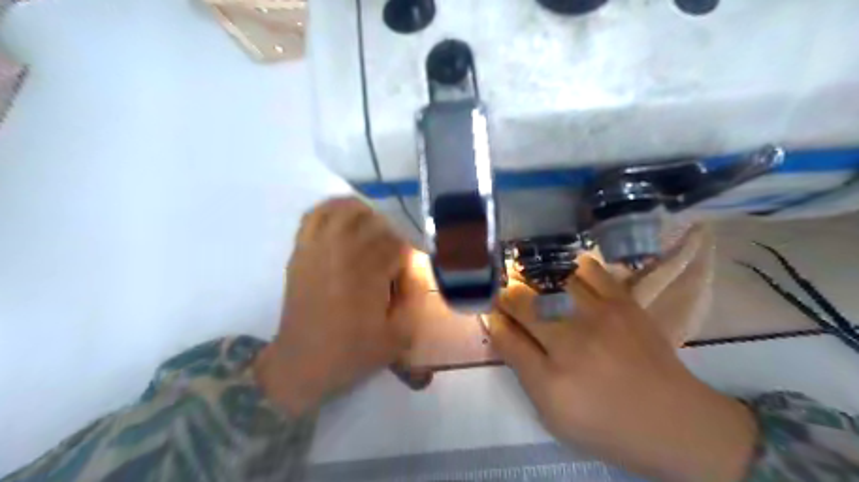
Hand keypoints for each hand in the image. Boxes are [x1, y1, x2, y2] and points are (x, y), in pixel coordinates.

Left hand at [255, 198, 421, 414]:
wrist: (301, 364)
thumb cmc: (351, 353)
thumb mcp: (397, 338)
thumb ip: (414, 303)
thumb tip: (415, 274)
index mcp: (368, 276)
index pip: (397, 246)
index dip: (407, 254)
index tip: (407, 269)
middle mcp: (344, 255)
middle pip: (374, 224)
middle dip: (390, 235)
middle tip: (392, 252)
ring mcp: (319, 250)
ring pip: (344, 212)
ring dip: (363, 214)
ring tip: (371, 226)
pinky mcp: (301, 253)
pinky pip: (313, 217)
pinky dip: (330, 208)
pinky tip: (343, 215)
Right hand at [491, 256, 756, 481]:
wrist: (674, 422)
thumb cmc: (606, 425)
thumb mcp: (553, 415)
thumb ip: (523, 370)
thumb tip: (503, 329)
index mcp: (551, 380)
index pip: (506, 336)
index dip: (494, 320)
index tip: (492, 314)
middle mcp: (572, 343)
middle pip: (522, 303)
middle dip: (505, 295)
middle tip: (506, 295)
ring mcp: (600, 317)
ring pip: (550, 281)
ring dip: (532, 279)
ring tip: (531, 282)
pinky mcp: (624, 303)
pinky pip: (588, 270)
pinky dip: (570, 269)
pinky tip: (566, 277)